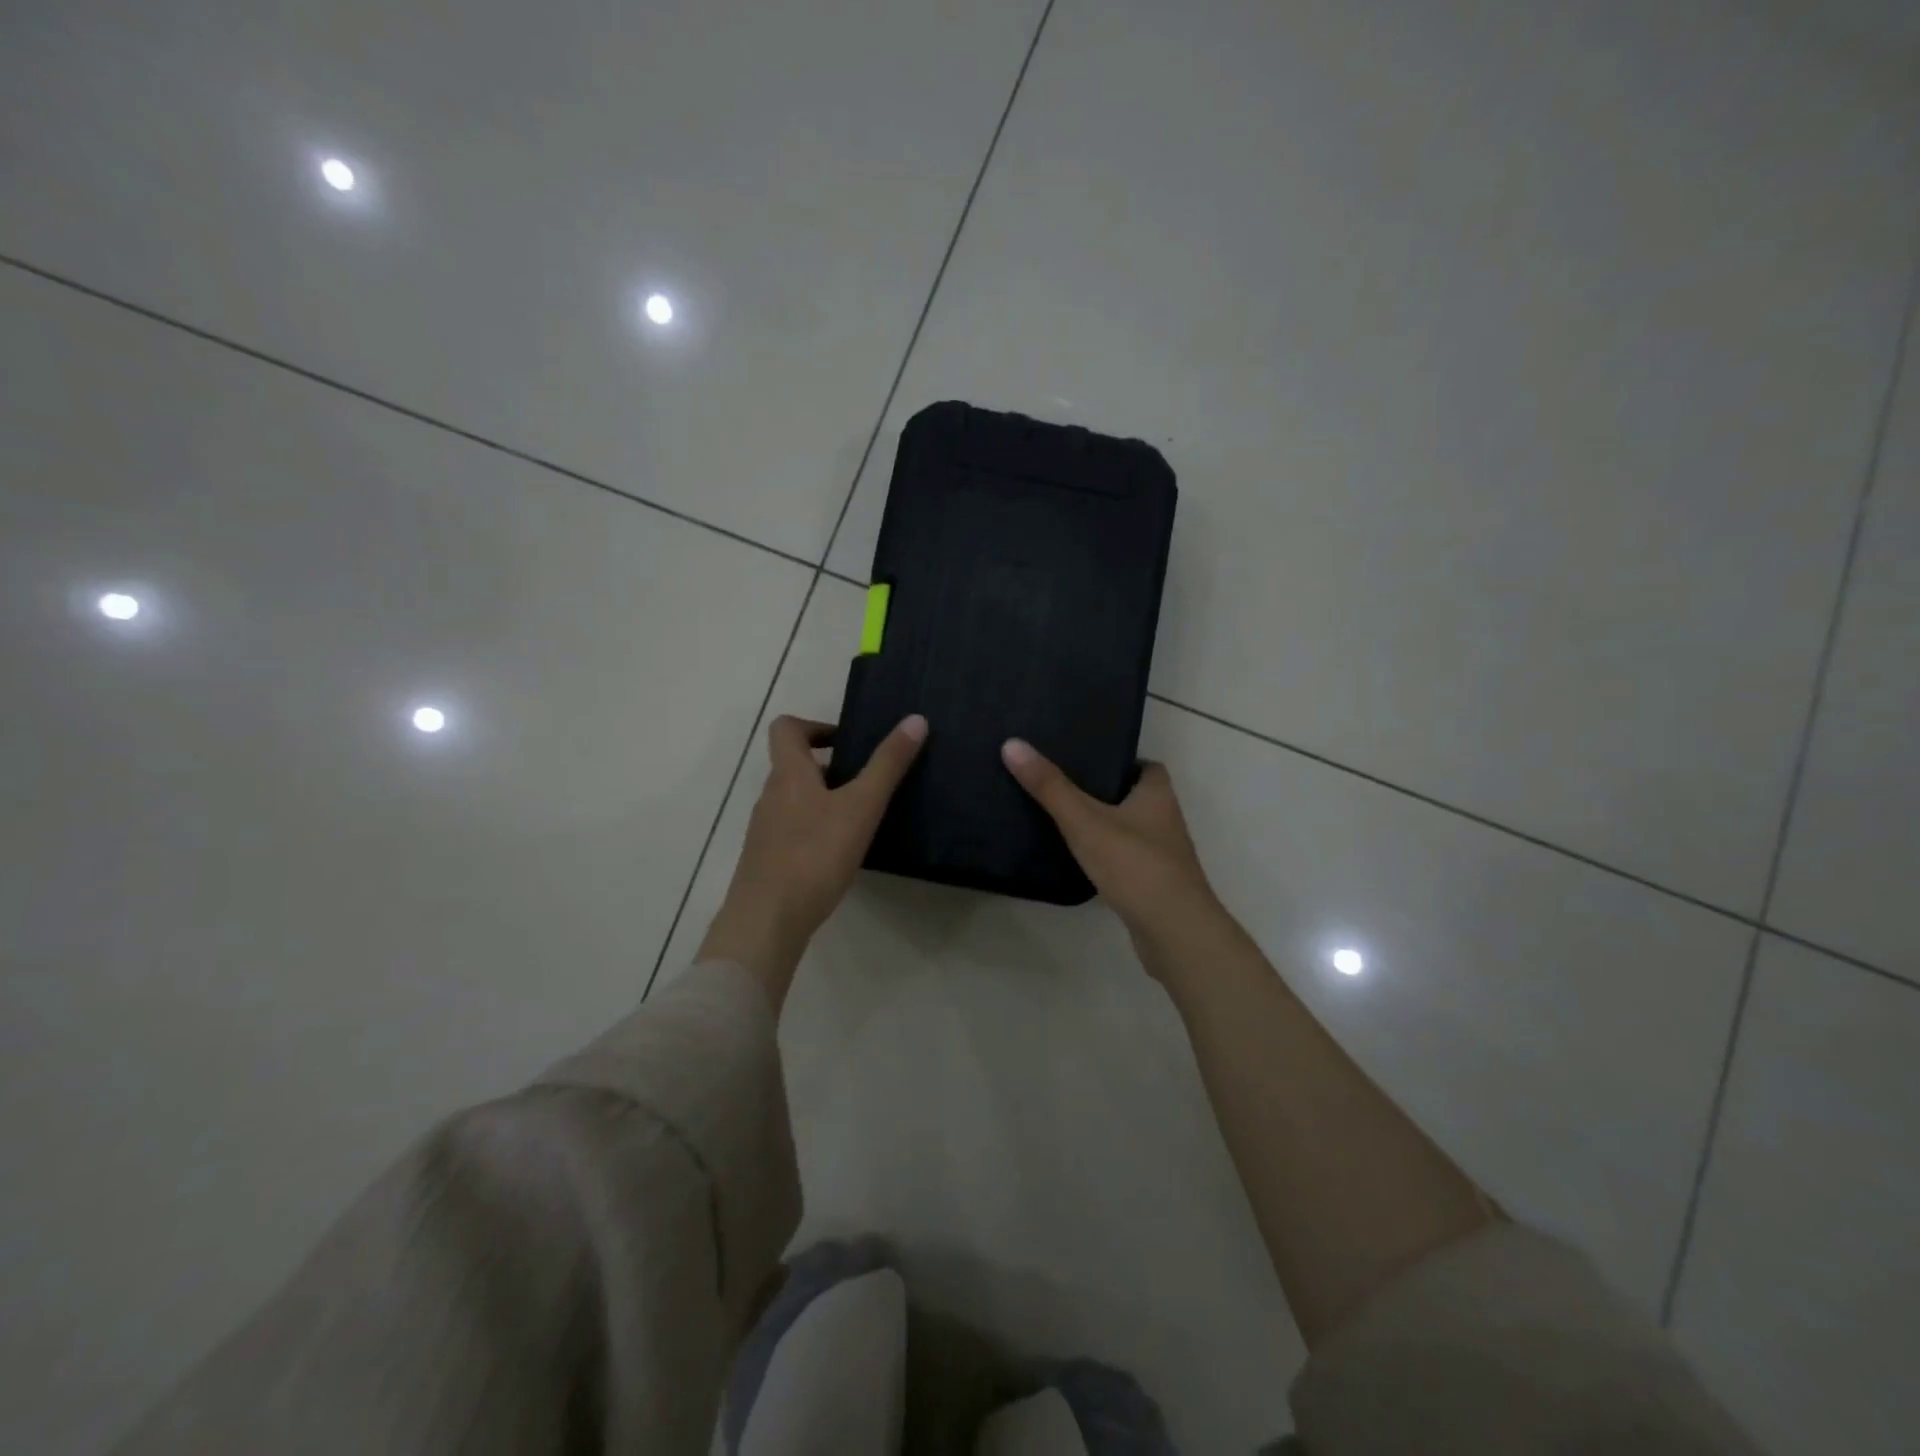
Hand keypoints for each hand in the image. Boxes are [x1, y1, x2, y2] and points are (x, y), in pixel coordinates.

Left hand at [700, 713, 926, 1005]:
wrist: (767, 921)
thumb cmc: (815, 855)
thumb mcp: (861, 807)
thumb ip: (887, 765)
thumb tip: (915, 719)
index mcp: (788, 774)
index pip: (786, 728)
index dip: (815, 726)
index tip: (848, 742)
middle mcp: (771, 796)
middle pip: (794, 765)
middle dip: (830, 767)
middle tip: (868, 782)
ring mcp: (765, 830)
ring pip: (795, 799)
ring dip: (825, 799)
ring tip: (861, 818)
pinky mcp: (767, 860)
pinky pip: (793, 830)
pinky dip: (816, 830)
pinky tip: (840, 854)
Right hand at [1001, 740, 1226, 975]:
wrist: (1173, 932)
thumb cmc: (1134, 865)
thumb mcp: (1084, 821)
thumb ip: (1050, 787)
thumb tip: (1013, 744)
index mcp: (1157, 796)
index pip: (1147, 767)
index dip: (1122, 761)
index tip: (1088, 761)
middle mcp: (1166, 821)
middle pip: (1137, 798)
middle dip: (1107, 793)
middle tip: (1065, 787)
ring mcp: (1163, 857)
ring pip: (1132, 831)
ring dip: (1107, 826)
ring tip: (1065, 821)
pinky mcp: (1154, 886)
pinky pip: (1128, 862)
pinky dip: (1108, 858)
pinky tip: (1081, 862)